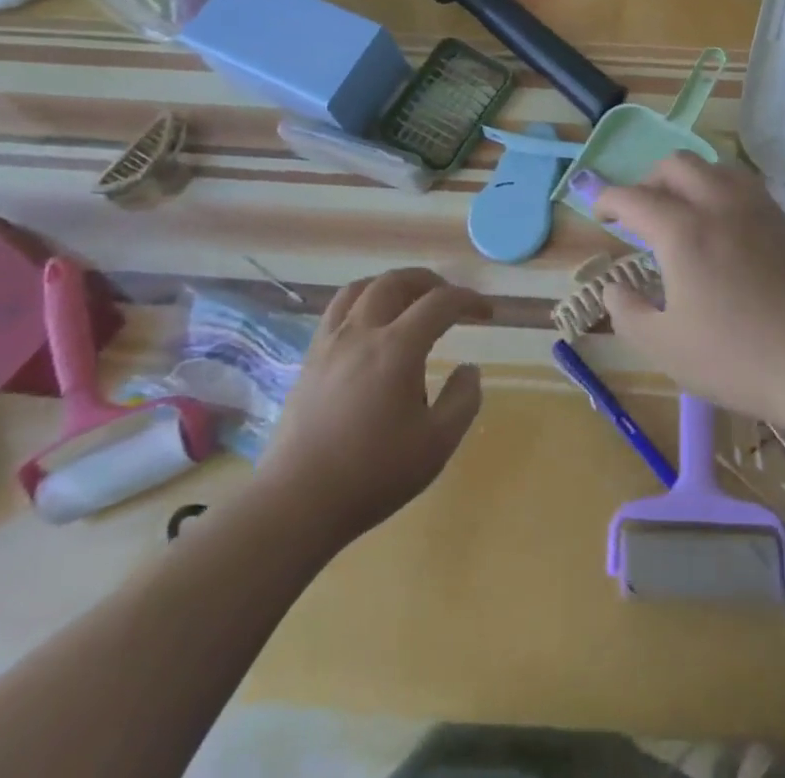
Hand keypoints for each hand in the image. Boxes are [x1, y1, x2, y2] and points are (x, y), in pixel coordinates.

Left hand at [255, 268, 490, 545]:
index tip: (487, 314)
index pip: (440, 303)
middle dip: (429, 282)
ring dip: (391, 285)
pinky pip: (336, 311)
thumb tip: (469, 370)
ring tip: (407, 302)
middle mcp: (361, 332)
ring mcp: (330, 344)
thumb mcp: (437, 444)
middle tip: (448, 298)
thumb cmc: (373, 474)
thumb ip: (463, 400)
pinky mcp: (309, 360)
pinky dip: (362, 304)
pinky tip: (370, 329)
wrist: (297, 502)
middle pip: (396, 281)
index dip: (468, 300)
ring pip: (360, 288)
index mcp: (397, 348)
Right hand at [593, 154, 784, 422]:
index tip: (599, 211)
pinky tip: (729, 230)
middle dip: (649, 179)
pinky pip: (749, 189)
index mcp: (683, 231)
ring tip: (686, 211)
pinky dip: (725, 195)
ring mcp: (761, 209)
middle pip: (677, 164)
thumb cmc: (737, 357)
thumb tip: (614, 287)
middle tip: (642, 211)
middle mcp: (720, 205)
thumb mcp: (665, 347)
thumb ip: (628, 312)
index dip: (608, 198)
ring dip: (691, 179)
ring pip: (718, 167)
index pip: (634, 197)